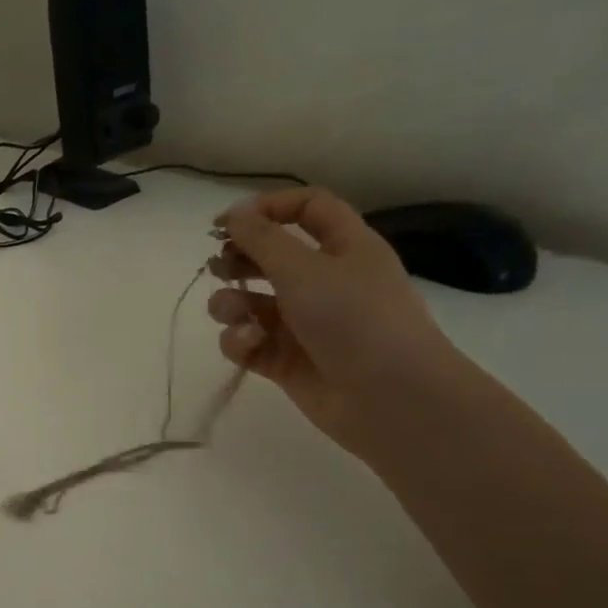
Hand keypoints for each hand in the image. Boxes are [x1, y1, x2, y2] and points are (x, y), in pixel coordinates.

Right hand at [208, 188, 468, 457]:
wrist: (390, 398)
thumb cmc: (354, 319)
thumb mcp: (304, 268)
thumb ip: (261, 239)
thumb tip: (233, 213)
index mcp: (344, 248)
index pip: (307, 209)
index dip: (268, 208)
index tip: (226, 222)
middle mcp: (324, 281)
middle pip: (271, 256)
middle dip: (239, 259)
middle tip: (218, 267)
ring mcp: (303, 323)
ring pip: (252, 302)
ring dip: (231, 303)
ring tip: (232, 313)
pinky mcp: (285, 360)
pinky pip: (249, 341)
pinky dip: (241, 340)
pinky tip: (248, 345)